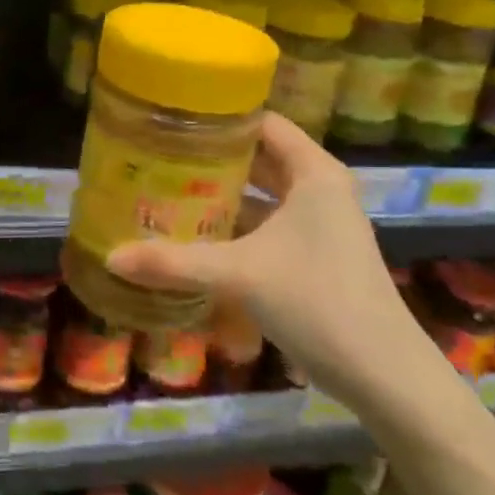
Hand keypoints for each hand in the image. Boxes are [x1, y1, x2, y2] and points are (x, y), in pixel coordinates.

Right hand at [106, 113, 442, 410]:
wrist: (383, 375)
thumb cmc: (317, 302)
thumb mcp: (239, 275)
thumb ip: (174, 263)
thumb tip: (111, 256)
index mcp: (313, 173)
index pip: (262, 123)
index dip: (219, 118)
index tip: (172, 120)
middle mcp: (320, 189)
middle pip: (259, 157)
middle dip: (212, 158)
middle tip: (158, 156)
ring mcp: (320, 224)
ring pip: (263, 194)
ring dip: (222, 194)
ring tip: (167, 190)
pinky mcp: (315, 255)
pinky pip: (268, 224)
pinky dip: (236, 225)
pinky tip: (197, 236)